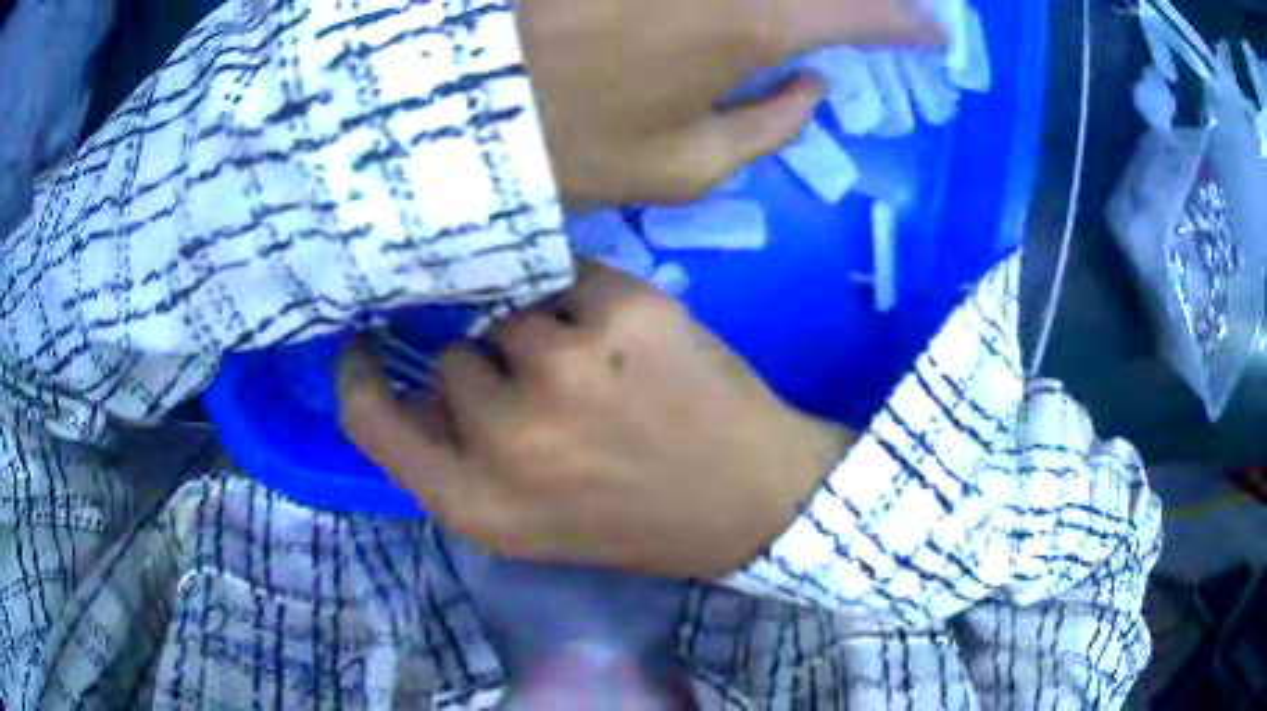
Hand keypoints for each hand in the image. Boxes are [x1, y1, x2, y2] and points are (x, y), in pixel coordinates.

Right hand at [338, 264, 852, 577]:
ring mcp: (566, 370)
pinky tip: (625, 339)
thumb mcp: (527, 521)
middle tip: (549, 394)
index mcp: (476, 504)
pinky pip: (565, 278)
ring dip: (539, 333)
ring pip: (507, 312)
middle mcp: (508, 441)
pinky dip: (585, 302)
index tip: (368, 342)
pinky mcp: (623, 314)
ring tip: (595, 368)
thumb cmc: (636, 518)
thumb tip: (421, 378)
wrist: (751, 498)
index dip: (360, 375)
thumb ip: (459, 458)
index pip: (369, 421)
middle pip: (449, 357)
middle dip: (489, 369)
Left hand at [519, 0, 943, 206]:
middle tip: (884, 14)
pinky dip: (744, 4)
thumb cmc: (572, 142)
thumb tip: (813, 87)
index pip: (861, 14)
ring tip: (826, 18)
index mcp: (753, 26)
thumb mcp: (684, 167)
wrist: (463, 101)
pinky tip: (741, 19)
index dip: (907, 22)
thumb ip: (771, 127)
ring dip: (806, 2)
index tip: (935, 32)